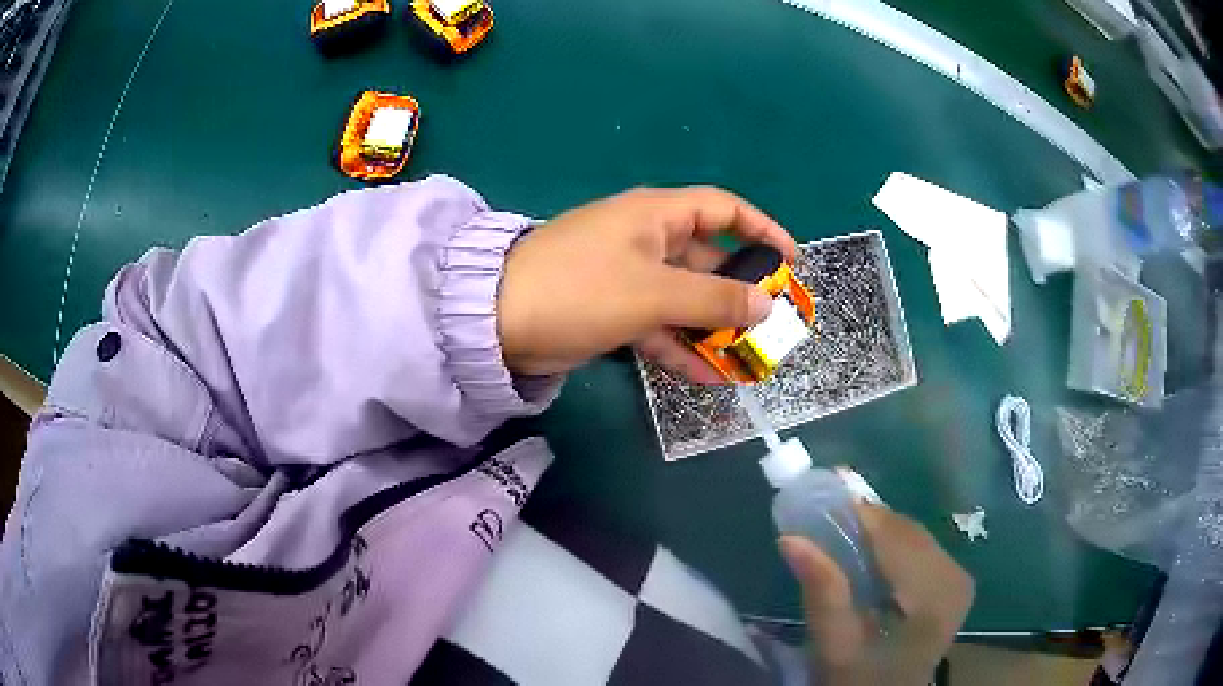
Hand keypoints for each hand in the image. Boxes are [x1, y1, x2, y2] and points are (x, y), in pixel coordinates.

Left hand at [497, 187, 795, 382]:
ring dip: (714, 328)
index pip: (723, 209)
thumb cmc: (582, 289)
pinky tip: (709, 376)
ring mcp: (628, 276)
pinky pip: (659, 324)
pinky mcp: (612, 309)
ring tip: (748, 360)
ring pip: (685, 299)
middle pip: (708, 259)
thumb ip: (714, 301)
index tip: (791, 260)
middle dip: (740, 292)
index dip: (761, 229)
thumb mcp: (654, 294)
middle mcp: (647, 239)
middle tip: (772, 324)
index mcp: (657, 215)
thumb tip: (767, 305)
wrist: (498, 321)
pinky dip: (681, 346)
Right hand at [780, 505, 974, 685]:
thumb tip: (791, 539)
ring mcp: (958, 576)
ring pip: (912, 534)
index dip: (858, 514)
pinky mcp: (953, 580)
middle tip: (822, 519)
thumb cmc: (860, 680)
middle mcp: (955, 576)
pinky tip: (865, 557)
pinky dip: (889, 546)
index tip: (818, 502)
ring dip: (875, 533)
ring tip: (838, 536)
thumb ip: (821, 592)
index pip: (896, 536)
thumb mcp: (835, 646)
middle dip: (864, 523)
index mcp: (934, 595)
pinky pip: (918, 547)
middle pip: (906, 530)